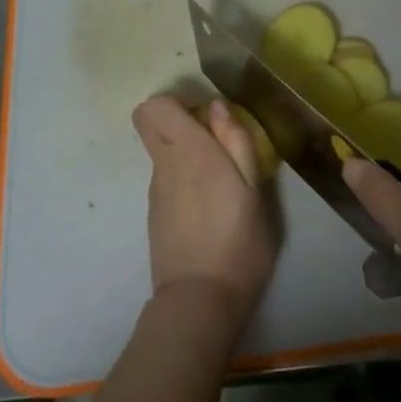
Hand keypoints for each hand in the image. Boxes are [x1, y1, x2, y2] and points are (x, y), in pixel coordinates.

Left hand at [133, 97, 278, 331]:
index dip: (180, 101)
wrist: (200, 301)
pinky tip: (209, 207)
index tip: (211, 116)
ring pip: (160, 151)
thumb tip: (218, 107)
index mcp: (191, 152)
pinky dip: (182, 177)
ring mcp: (155, 191)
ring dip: (184, 150)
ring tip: (221, 180)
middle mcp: (165, 165)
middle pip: (147, 121)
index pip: (156, 106)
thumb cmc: (238, 242)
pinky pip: (165, 178)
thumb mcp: (253, 190)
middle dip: (173, 118)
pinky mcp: (154, 213)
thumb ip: (237, 143)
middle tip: (212, 137)